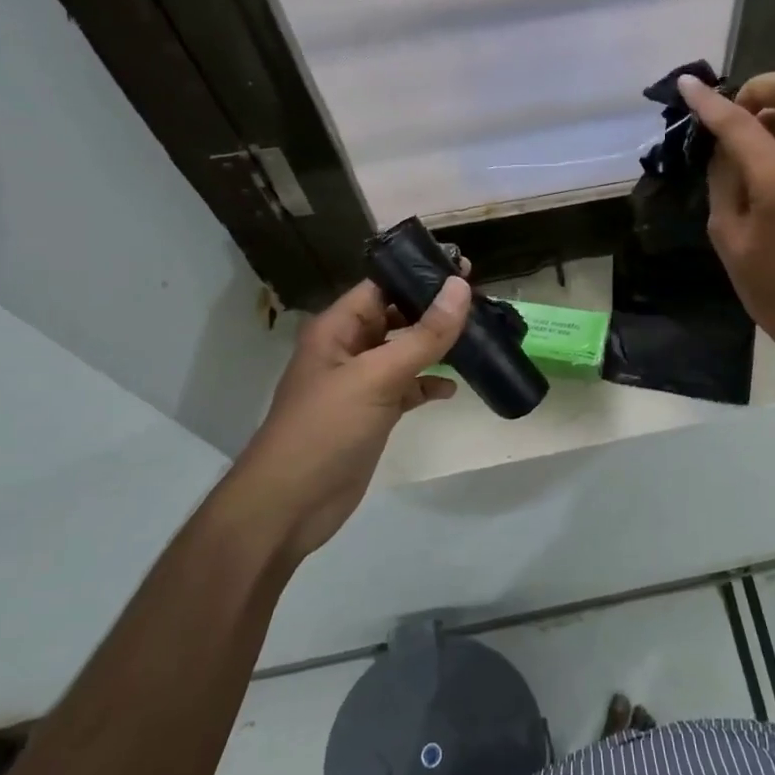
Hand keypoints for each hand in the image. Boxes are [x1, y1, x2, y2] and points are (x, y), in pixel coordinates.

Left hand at [234, 273, 470, 561]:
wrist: (290, 504)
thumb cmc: (326, 429)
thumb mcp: (377, 376)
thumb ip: (422, 335)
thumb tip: (460, 287)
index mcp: (338, 328)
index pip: (381, 286)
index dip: (419, 274)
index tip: (466, 269)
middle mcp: (348, 349)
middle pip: (396, 317)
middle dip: (434, 310)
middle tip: (483, 302)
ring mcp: (360, 383)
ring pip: (405, 352)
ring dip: (436, 347)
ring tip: (479, 339)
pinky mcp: (372, 414)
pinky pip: (406, 387)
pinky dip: (428, 385)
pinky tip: (453, 388)